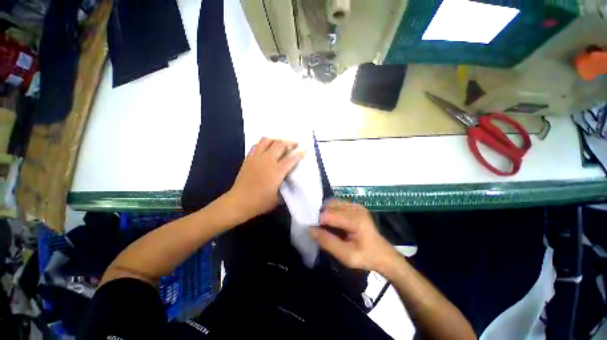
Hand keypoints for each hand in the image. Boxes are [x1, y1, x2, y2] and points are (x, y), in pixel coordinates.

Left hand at [227, 137, 303, 219]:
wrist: (239, 202)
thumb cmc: (260, 202)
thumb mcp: (278, 198)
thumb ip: (285, 187)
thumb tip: (288, 181)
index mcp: (277, 171)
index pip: (291, 159)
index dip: (299, 153)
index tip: (304, 150)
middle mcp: (268, 161)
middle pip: (280, 145)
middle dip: (290, 142)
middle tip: (295, 144)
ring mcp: (257, 158)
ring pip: (267, 141)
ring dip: (276, 140)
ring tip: (280, 143)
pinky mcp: (248, 159)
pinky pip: (256, 145)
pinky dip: (263, 144)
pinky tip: (266, 148)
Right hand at [310, 200, 396, 271]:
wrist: (382, 254)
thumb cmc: (366, 257)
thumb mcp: (346, 256)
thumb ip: (327, 242)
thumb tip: (310, 230)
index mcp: (355, 220)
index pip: (328, 214)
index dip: (318, 222)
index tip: (316, 232)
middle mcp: (355, 208)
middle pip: (329, 205)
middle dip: (321, 216)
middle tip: (321, 230)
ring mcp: (356, 205)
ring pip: (332, 203)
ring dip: (326, 212)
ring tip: (326, 226)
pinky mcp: (355, 206)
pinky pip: (337, 204)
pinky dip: (331, 210)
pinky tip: (333, 221)